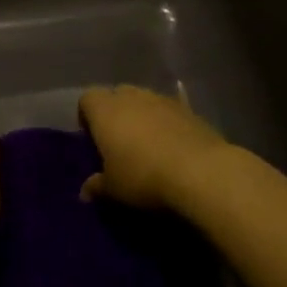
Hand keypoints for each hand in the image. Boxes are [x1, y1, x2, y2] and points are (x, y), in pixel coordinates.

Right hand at [78, 86, 232, 210]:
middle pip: (116, 95)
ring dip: (142, 116)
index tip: (92, 140)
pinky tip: (173, 146)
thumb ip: (97, 186)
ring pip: (145, 101)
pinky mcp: (190, 109)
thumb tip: (85, 191)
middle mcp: (132, 96)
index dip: (87, 117)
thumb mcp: (113, 189)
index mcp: (105, 110)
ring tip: (147, 145)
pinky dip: (167, 124)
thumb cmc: (143, 176)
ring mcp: (163, 99)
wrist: (200, 172)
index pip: (87, 99)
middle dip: (115, 113)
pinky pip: (170, 112)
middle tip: (118, 141)